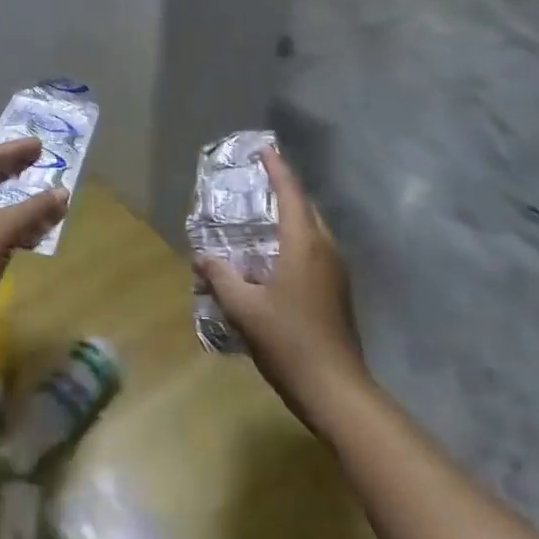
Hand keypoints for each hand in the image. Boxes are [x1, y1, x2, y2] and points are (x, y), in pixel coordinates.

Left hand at [0, 139, 68, 332]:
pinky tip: (23, 225)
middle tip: (33, 161)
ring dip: (6, 192)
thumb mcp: (3, 230)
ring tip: (32, 188)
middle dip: (6, 166)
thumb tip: (64, 192)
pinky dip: (1, 215)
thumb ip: (35, 209)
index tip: (39, 146)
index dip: (13, 150)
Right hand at [194, 148, 370, 436]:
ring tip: (262, 216)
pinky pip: (315, 251)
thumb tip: (201, 256)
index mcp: (304, 245)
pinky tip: (274, 257)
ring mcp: (336, 272)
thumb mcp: (244, 308)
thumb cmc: (289, 341)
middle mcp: (325, 250)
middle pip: (306, 209)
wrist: (336, 389)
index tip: (265, 149)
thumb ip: (220, 277)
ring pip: (313, 231)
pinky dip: (295, 240)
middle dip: (284, 190)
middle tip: (257, 181)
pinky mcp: (338, 292)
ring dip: (291, 217)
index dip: (277, 169)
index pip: (291, 195)